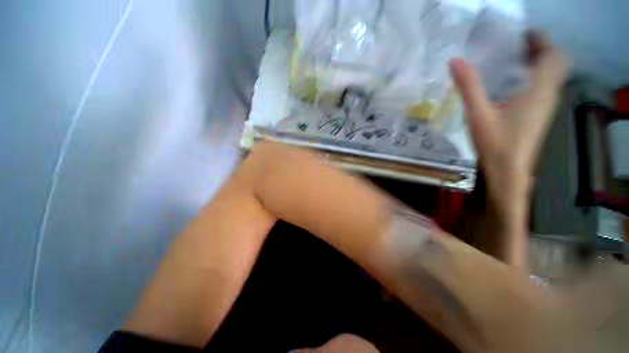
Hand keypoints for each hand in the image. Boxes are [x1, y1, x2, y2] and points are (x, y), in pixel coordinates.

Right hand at [451, 32, 565, 199]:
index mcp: (539, 90)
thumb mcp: (478, 114)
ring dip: (537, 62)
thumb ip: (469, 86)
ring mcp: (546, 106)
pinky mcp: (539, 115)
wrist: (508, 171)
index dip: (540, 39)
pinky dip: (533, 77)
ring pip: (551, 75)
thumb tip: (455, 61)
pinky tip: (512, 84)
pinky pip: (544, 87)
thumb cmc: (495, 143)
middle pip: (555, 62)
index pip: (552, 54)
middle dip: (540, 49)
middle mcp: (548, 95)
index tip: (520, 35)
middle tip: (515, 46)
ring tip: (512, 60)